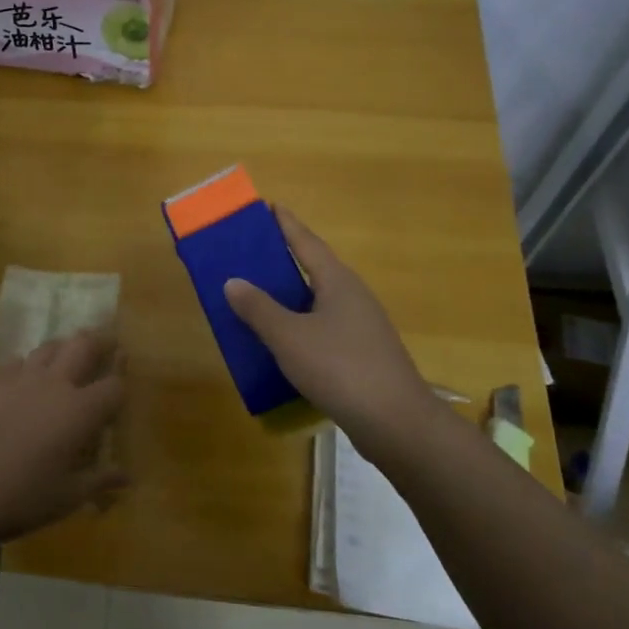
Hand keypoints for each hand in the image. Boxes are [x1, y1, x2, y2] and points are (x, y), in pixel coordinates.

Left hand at [0, 328, 127, 541]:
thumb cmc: (24, 497)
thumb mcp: (68, 496)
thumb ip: (100, 480)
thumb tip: (127, 477)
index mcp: (80, 411)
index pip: (113, 386)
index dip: (121, 386)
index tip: (119, 391)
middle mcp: (55, 384)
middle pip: (83, 345)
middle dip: (99, 342)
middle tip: (104, 346)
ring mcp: (20, 378)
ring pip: (48, 347)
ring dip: (61, 350)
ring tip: (64, 360)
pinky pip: (14, 363)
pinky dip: (24, 367)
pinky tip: (21, 382)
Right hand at [223, 207, 442, 461]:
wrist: (395, 422)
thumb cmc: (340, 368)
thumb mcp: (289, 337)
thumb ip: (258, 308)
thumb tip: (233, 281)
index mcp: (338, 282)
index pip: (307, 242)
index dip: (286, 224)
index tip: (268, 207)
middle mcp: (353, 297)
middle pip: (313, 269)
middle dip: (283, 261)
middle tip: (250, 254)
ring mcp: (361, 327)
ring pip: (318, 303)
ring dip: (290, 297)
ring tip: (258, 297)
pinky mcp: (362, 355)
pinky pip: (323, 329)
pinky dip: (299, 327)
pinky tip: (282, 342)